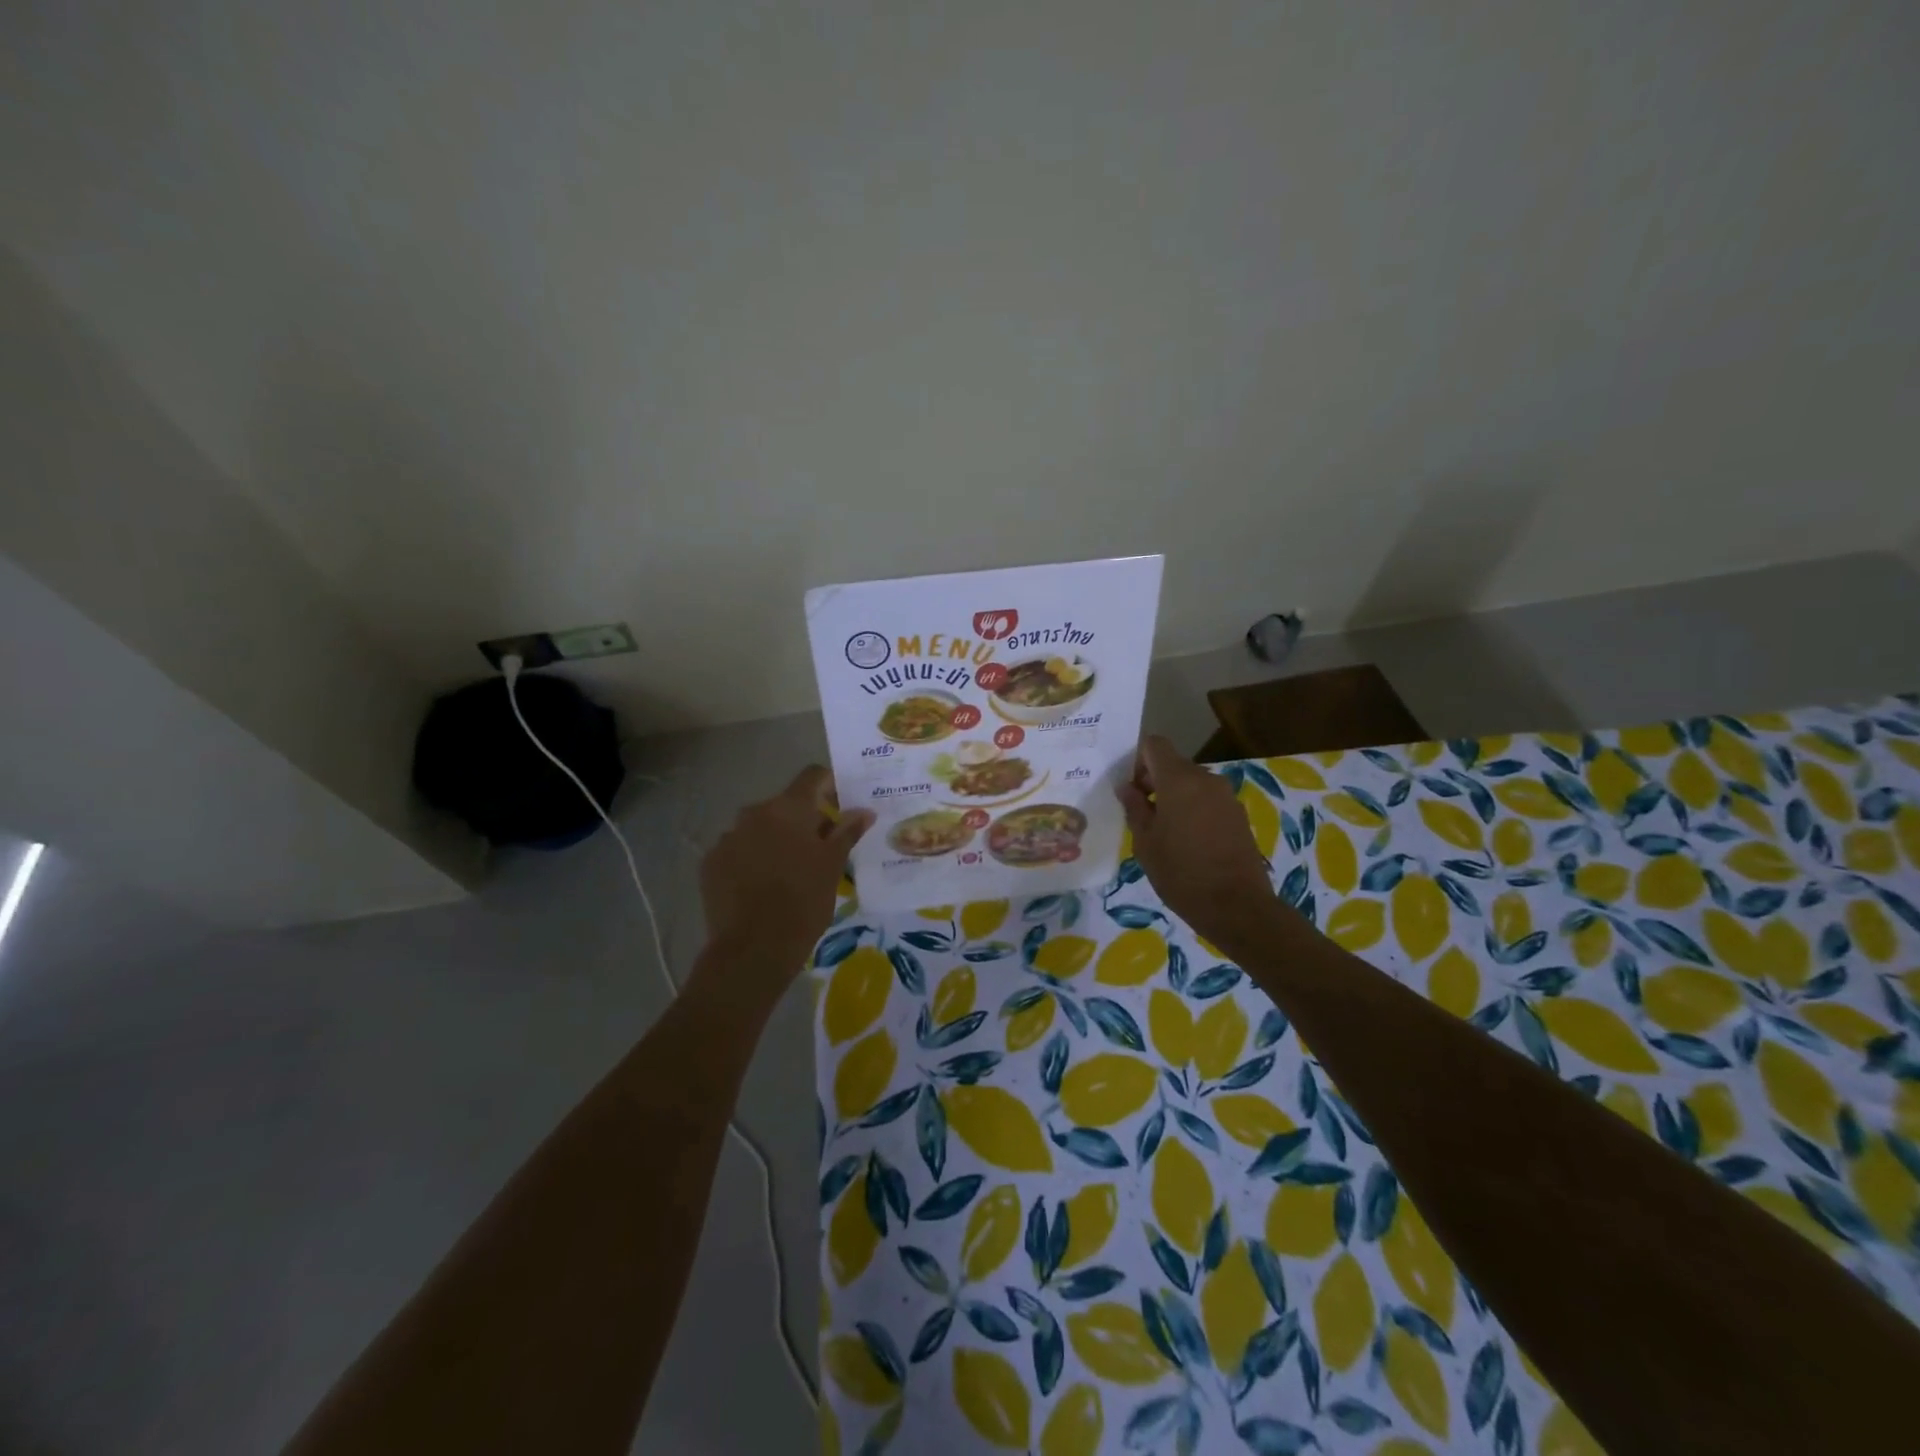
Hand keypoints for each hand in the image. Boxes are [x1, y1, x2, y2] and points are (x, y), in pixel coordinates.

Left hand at [698, 766, 872, 988]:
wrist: (753, 949)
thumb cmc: (803, 901)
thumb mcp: (833, 866)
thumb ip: (847, 832)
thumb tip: (864, 811)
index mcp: (788, 808)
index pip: (812, 776)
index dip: (829, 785)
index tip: (842, 805)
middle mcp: (754, 813)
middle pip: (785, 805)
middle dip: (804, 820)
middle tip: (822, 848)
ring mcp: (728, 837)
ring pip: (760, 828)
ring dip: (777, 840)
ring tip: (790, 871)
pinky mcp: (710, 863)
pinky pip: (738, 850)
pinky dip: (753, 859)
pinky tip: (763, 886)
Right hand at [1116, 736, 1282, 951]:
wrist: (1237, 906)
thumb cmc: (1181, 872)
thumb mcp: (1145, 842)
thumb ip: (1135, 808)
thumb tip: (1127, 788)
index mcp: (1179, 780)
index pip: (1155, 745)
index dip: (1138, 760)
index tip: (1130, 788)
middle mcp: (1206, 779)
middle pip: (1174, 764)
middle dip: (1155, 781)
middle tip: (1141, 813)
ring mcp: (1226, 797)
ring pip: (1192, 784)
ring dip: (1175, 797)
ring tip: (1164, 831)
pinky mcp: (1239, 815)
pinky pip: (1208, 800)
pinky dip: (1194, 810)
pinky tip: (1187, 842)